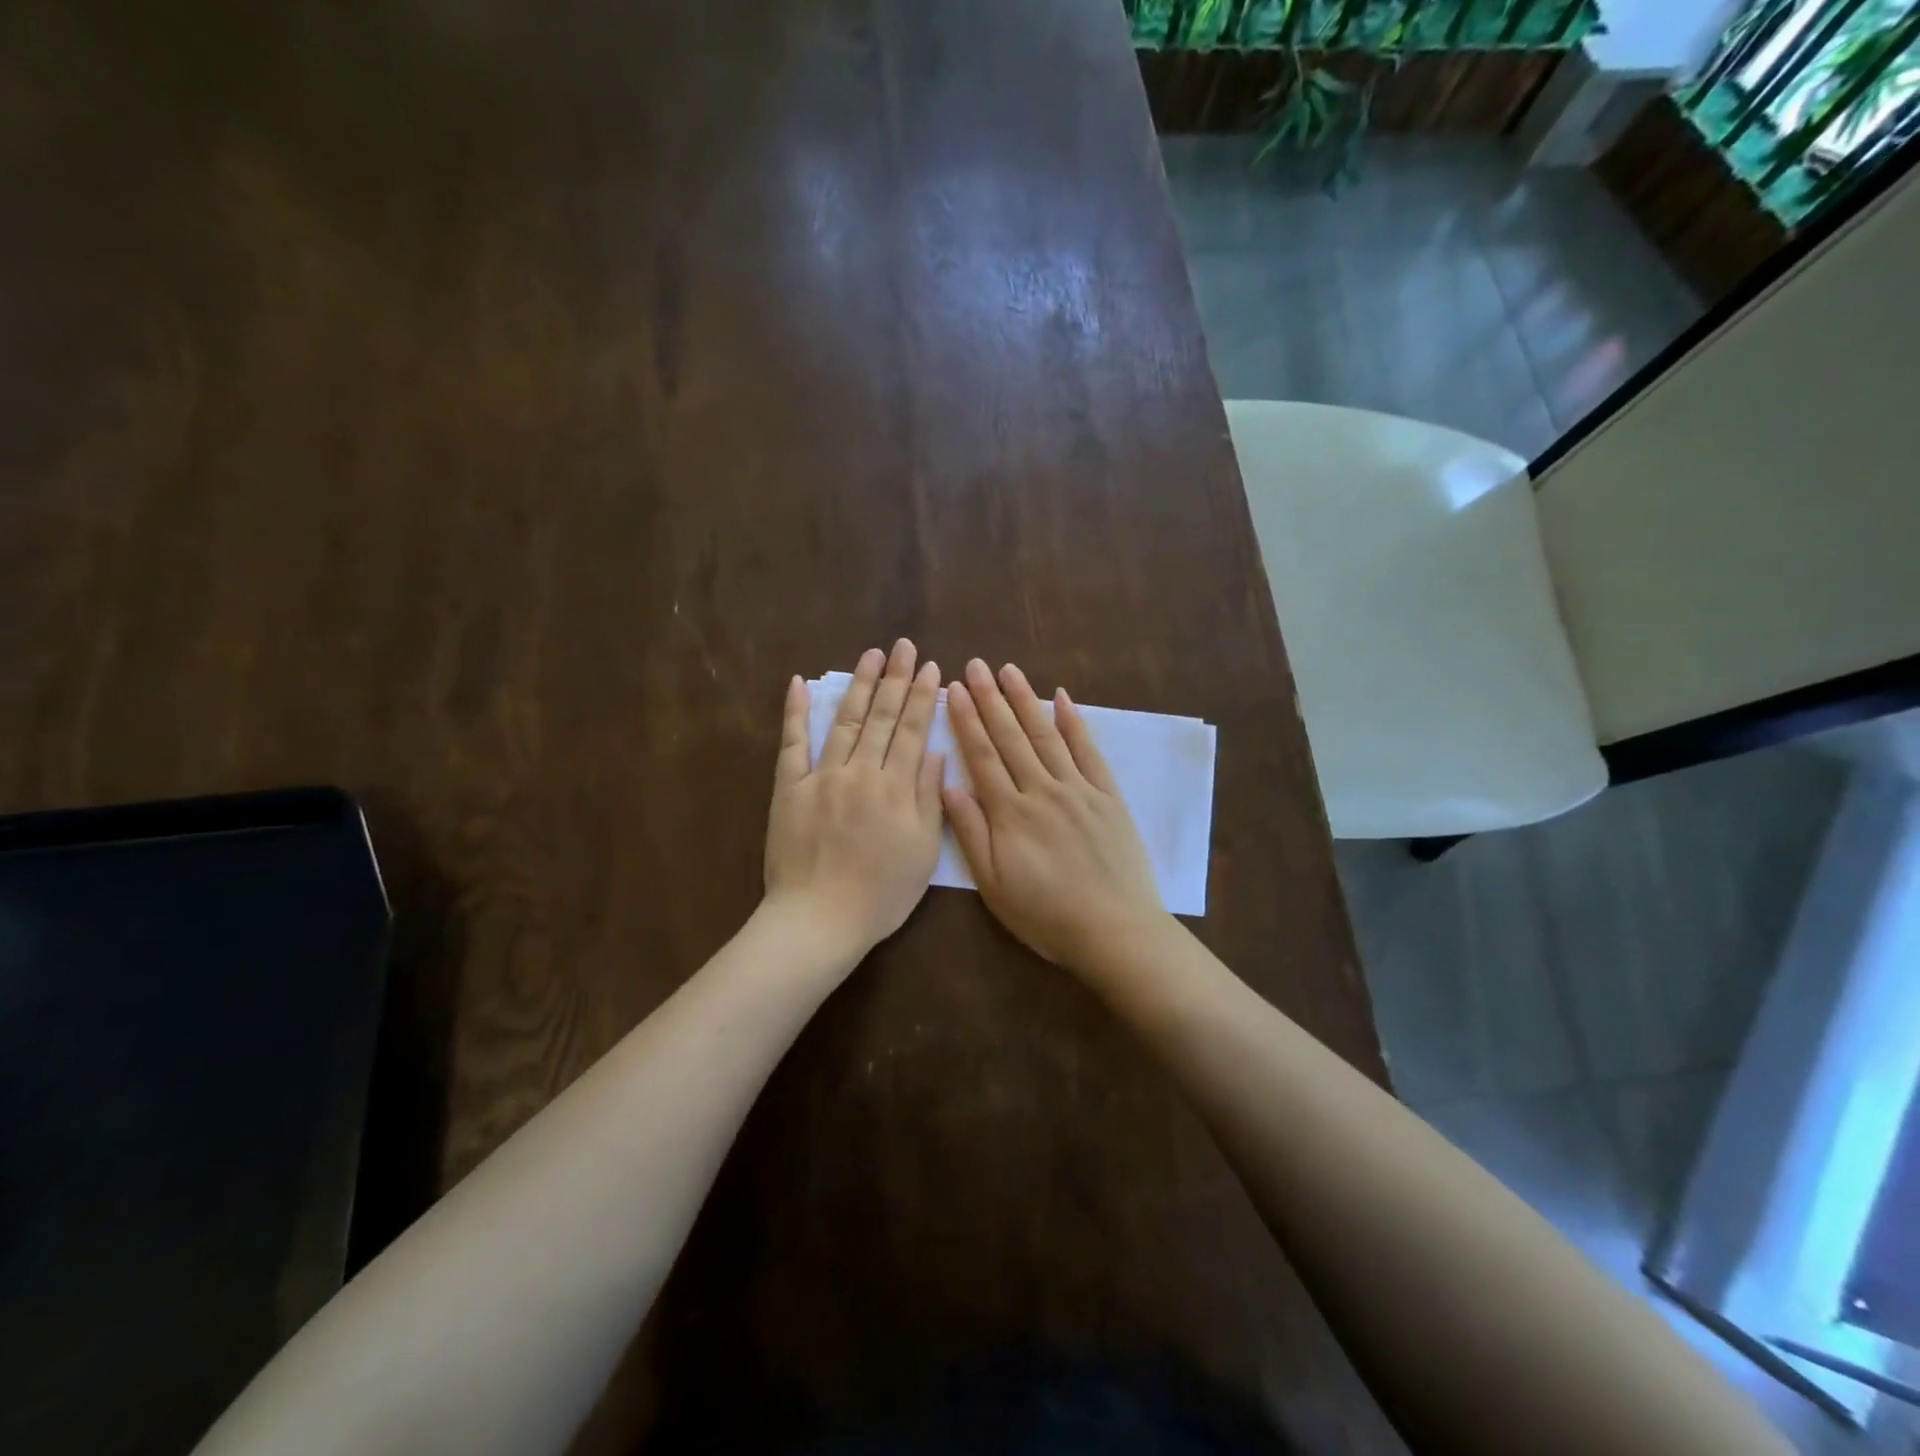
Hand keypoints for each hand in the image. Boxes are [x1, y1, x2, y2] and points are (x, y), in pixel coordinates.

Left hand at [765, 640, 945, 961]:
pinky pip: (792, 744)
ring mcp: (821, 776)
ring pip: (844, 721)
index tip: (930, 667)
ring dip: (859, 685)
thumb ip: (929, 798)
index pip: (911, 731)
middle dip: (895, 678)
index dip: (922, 697)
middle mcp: (860, 772)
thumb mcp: (923, 852)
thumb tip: (934, 753)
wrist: (819, 919)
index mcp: (895, 788)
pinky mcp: (789, 788)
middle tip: (904, 645)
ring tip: (871, 655)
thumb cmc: (880, 894)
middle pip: (881, 717)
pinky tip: (799, 683)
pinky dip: (795, 712)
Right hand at [943, 659, 1169, 971]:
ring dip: (1026, 700)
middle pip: (1011, 737)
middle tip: (974, 666)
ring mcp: (1079, 789)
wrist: (1115, 931)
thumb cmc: (1046, 915)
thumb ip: (971, 834)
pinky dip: (1075, 722)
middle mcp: (1042, 790)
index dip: (966, 721)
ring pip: (1047, 735)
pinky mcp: (1108, 796)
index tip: (954, 690)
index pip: (982, 757)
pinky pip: (1089, 751)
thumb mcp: (994, 885)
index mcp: (1010, 813)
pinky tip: (1062, 698)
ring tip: (1008, 670)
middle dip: (990, 699)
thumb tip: (948, 786)